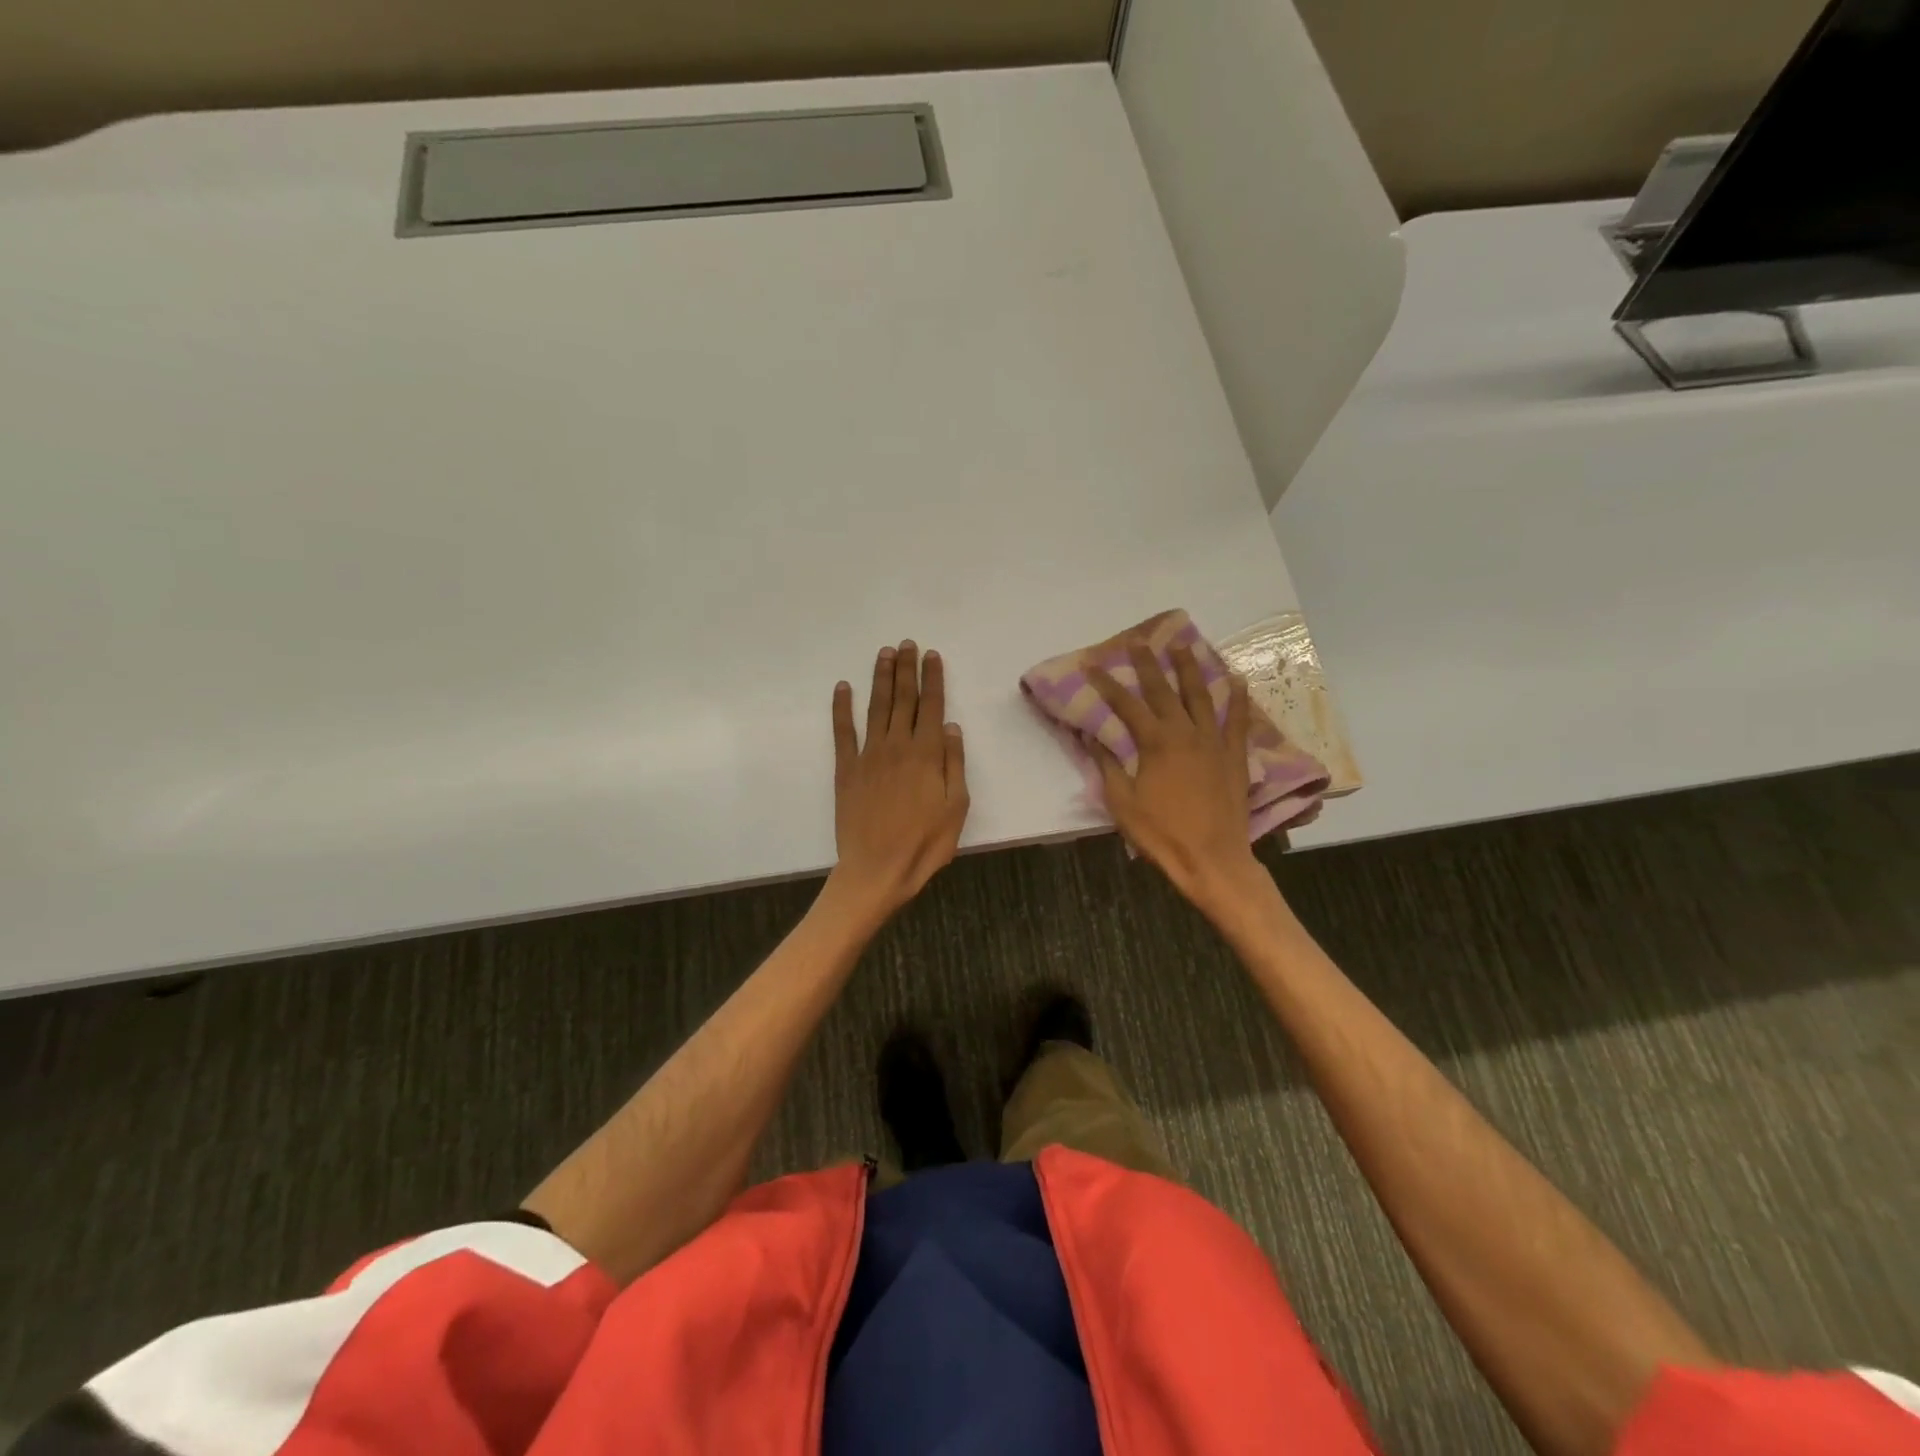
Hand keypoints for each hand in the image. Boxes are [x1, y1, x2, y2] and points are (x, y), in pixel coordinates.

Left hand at [828, 641, 969, 918]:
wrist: (877, 869)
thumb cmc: (925, 844)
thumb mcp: (956, 807)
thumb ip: (954, 763)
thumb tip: (951, 726)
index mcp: (927, 754)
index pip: (931, 706)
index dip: (932, 678)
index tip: (931, 655)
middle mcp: (897, 746)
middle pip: (903, 699)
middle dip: (906, 669)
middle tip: (906, 643)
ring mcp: (868, 755)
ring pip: (876, 707)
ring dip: (881, 678)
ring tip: (884, 654)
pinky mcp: (846, 769)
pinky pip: (843, 732)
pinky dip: (842, 708)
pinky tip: (843, 687)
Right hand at [1087, 642, 1265, 914]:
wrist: (1212, 858)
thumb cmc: (1161, 833)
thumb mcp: (1122, 802)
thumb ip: (1108, 765)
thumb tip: (1092, 736)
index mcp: (1155, 743)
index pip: (1126, 704)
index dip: (1107, 684)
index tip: (1093, 665)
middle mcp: (1185, 732)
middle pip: (1163, 690)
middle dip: (1148, 663)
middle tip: (1138, 641)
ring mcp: (1214, 741)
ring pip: (1201, 695)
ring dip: (1190, 668)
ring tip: (1183, 645)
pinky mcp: (1234, 755)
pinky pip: (1238, 719)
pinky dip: (1237, 698)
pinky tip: (1235, 678)